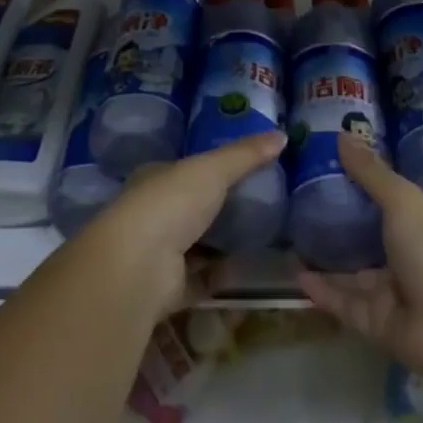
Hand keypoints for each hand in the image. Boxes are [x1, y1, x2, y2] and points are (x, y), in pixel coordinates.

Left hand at [87, 132, 285, 320]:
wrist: (141, 266)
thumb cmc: (171, 202)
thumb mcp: (213, 169)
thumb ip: (245, 154)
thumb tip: (282, 134)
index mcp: (154, 179)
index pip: (181, 170)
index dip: (205, 169)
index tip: (238, 170)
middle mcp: (152, 214)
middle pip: (189, 209)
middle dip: (215, 209)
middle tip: (256, 206)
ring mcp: (158, 253)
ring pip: (194, 246)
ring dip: (218, 245)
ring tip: (259, 238)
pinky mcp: (168, 289)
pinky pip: (201, 280)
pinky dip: (221, 277)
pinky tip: (248, 271)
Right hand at [295, 133, 422, 387]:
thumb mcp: (402, 200)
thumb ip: (370, 172)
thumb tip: (341, 133)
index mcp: (419, 222)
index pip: (386, 198)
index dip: (359, 182)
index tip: (324, 165)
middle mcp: (405, 255)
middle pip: (366, 236)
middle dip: (338, 223)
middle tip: (297, 203)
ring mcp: (390, 291)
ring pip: (351, 272)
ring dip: (325, 259)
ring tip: (289, 239)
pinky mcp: (374, 322)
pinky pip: (342, 302)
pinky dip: (321, 291)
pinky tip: (295, 275)